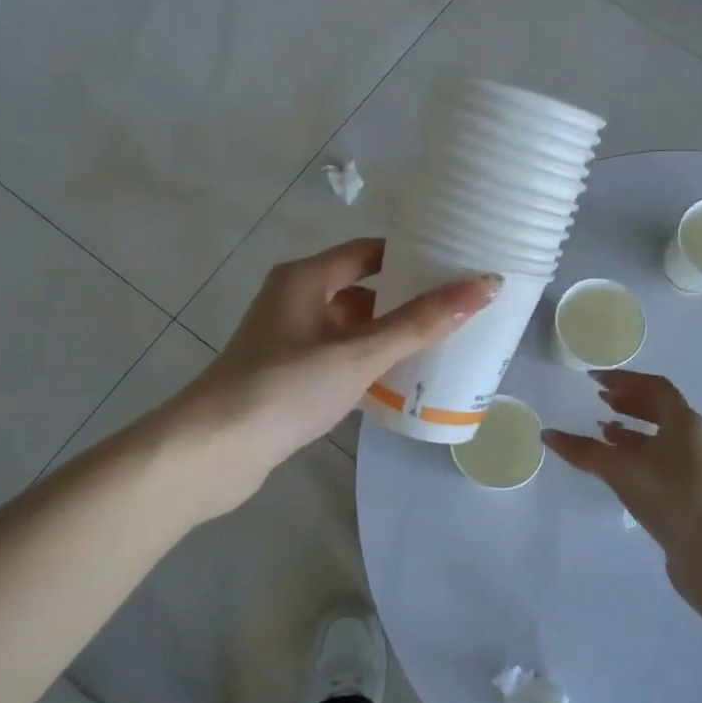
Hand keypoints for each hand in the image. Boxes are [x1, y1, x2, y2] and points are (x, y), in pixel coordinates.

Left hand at [172, 238, 497, 510]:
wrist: (214, 450)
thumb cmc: (286, 387)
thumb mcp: (359, 352)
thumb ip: (421, 322)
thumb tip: (486, 285)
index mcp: (305, 278)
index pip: (369, 251)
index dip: (412, 254)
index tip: (456, 264)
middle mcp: (295, 300)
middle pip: (362, 289)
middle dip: (406, 299)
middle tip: (459, 309)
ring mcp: (288, 341)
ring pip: (350, 328)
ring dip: (388, 336)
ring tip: (442, 345)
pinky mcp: (287, 377)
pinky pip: (338, 360)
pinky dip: (367, 365)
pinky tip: (399, 383)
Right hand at [542, 371, 701, 604]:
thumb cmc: (667, 495)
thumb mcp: (620, 468)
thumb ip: (583, 450)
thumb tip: (548, 435)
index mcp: (684, 420)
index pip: (654, 386)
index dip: (624, 379)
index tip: (594, 380)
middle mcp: (692, 435)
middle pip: (659, 407)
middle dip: (628, 401)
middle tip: (599, 399)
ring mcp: (693, 462)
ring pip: (659, 433)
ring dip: (630, 426)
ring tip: (602, 429)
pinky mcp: (687, 485)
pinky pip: (659, 455)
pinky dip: (636, 450)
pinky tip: (615, 462)